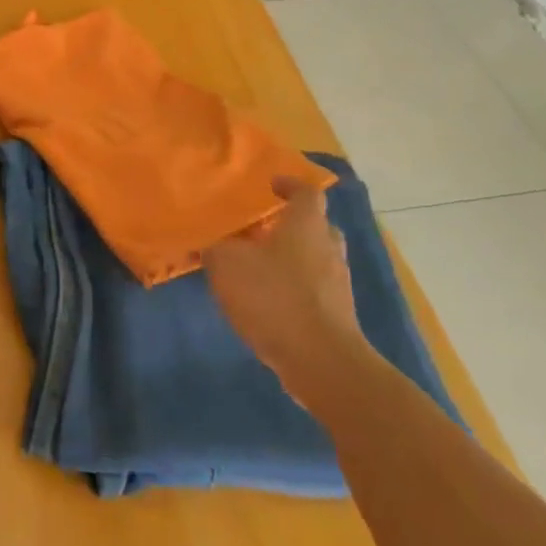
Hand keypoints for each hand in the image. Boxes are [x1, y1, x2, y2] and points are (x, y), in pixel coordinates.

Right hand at [204, 178, 361, 403]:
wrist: (321, 362)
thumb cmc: (274, 297)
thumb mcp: (227, 264)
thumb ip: (214, 246)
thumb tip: (208, 239)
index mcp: (306, 225)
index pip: (306, 191)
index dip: (289, 184)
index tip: (271, 184)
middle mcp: (328, 247)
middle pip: (315, 225)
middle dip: (290, 223)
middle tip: (261, 227)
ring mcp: (337, 283)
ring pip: (316, 257)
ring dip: (292, 256)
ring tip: (260, 265)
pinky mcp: (337, 314)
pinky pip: (315, 288)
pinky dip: (295, 286)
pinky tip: (269, 300)